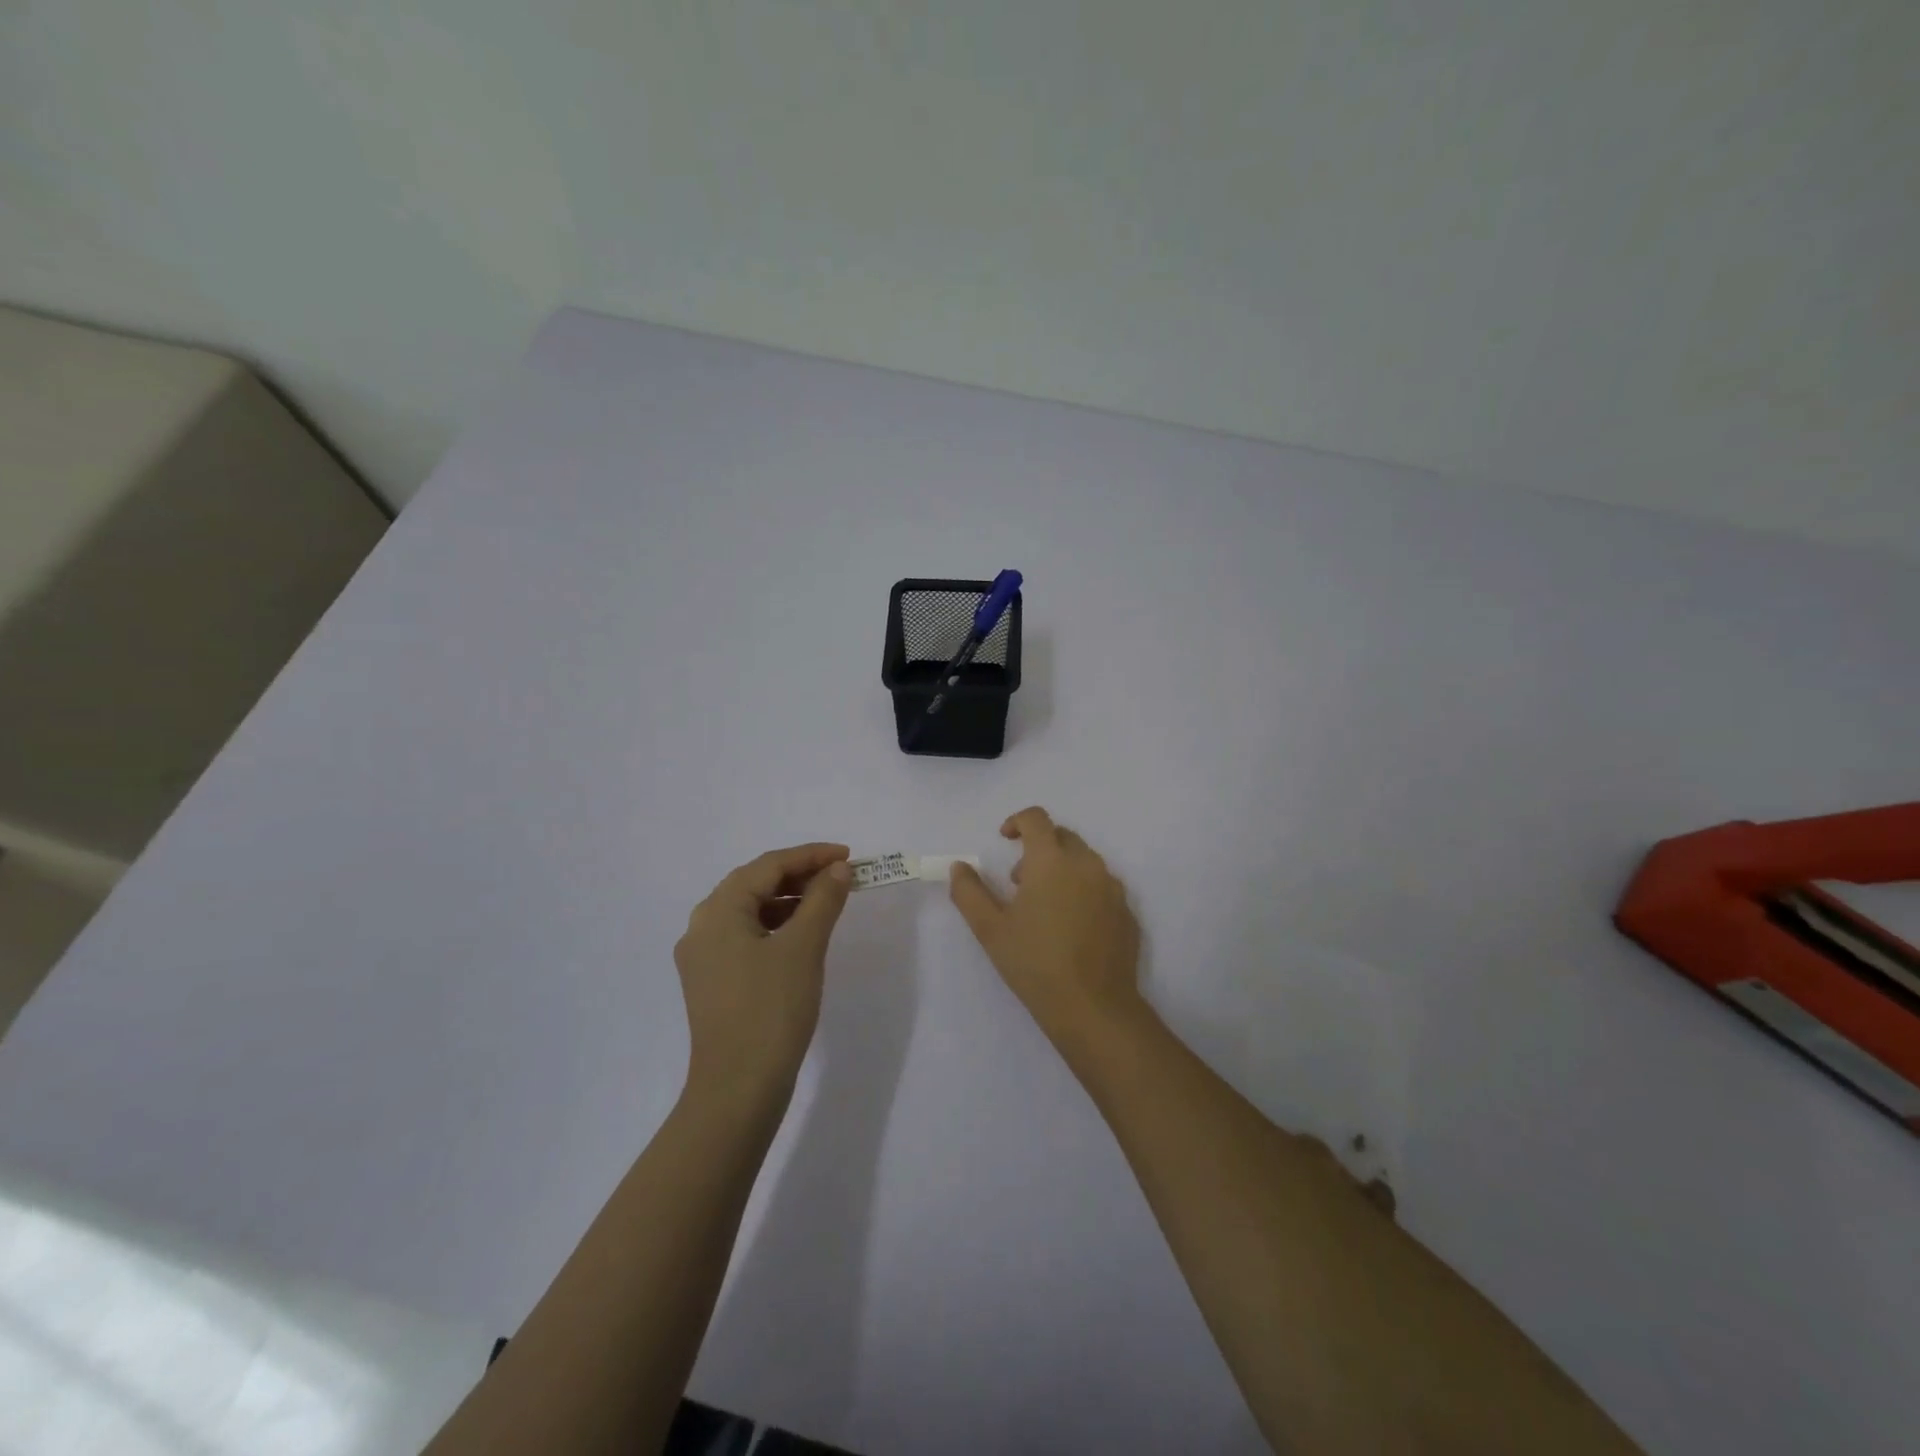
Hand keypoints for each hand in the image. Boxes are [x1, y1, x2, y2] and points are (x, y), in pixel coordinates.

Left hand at [675, 843, 852, 1105]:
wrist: (738, 1089)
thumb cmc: (771, 1009)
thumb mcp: (804, 946)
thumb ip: (823, 899)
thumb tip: (838, 869)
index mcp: (718, 911)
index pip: (768, 866)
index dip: (811, 855)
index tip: (848, 855)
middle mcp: (702, 927)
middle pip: (755, 884)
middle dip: (800, 875)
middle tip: (841, 875)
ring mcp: (703, 957)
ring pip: (750, 911)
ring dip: (789, 900)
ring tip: (827, 902)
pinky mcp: (712, 982)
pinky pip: (746, 937)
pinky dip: (777, 927)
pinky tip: (802, 936)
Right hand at [949, 808, 1141, 1044]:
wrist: (1093, 1008)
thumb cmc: (1034, 963)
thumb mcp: (990, 928)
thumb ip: (969, 891)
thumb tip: (960, 867)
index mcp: (1052, 861)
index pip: (1037, 819)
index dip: (1017, 822)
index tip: (1004, 839)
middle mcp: (1087, 865)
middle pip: (1062, 837)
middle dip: (1039, 848)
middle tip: (1019, 882)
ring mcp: (1113, 888)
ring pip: (1085, 862)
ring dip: (1062, 869)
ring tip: (1045, 908)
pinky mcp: (1127, 912)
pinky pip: (1102, 888)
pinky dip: (1084, 892)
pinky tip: (1071, 928)